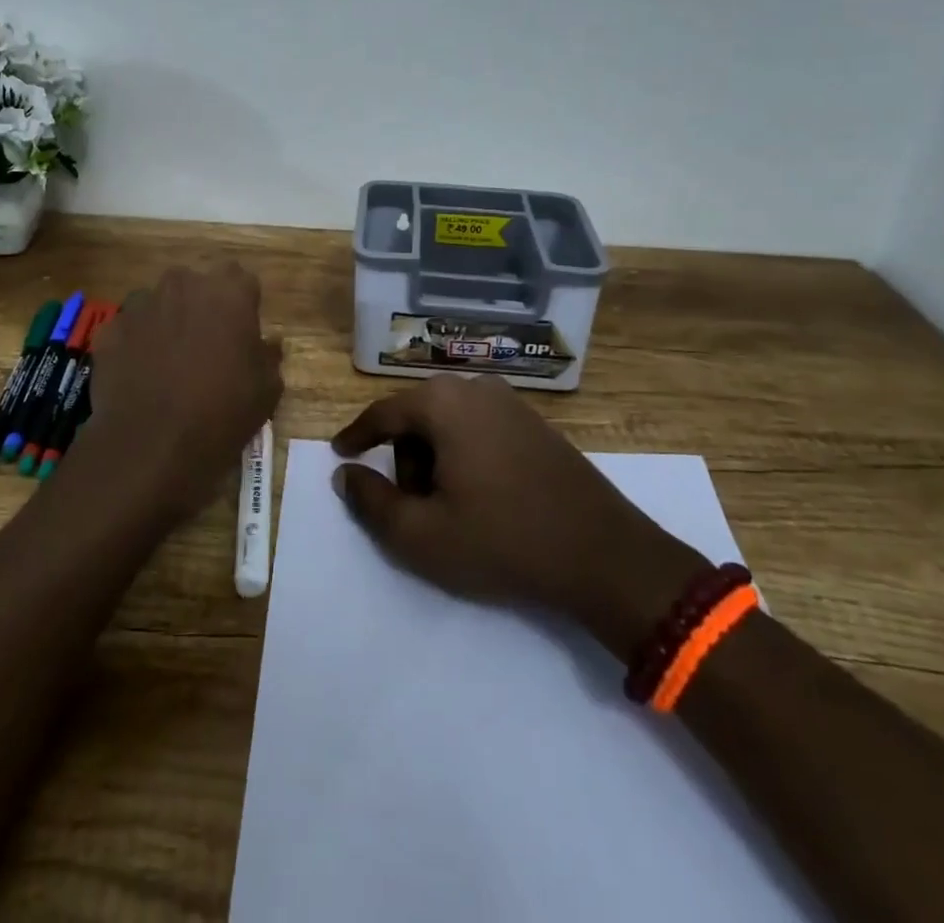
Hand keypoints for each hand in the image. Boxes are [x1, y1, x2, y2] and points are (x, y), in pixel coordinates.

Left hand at [70, 264, 282, 528]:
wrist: (150, 447)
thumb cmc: (221, 413)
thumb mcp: (267, 390)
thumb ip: (268, 356)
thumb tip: (267, 343)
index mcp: (228, 292)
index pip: (241, 279)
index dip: (242, 305)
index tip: (241, 333)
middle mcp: (183, 285)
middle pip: (195, 285)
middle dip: (200, 306)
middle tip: (205, 346)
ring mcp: (141, 305)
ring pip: (158, 303)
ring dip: (166, 321)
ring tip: (168, 362)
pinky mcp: (110, 329)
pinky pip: (129, 329)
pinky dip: (135, 344)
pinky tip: (139, 376)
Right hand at [331, 376, 704, 652]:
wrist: (603, 555)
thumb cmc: (502, 541)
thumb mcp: (421, 534)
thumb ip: (371, 501)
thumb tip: (346, 474)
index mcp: (443, 403)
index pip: (382, 413)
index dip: (356, 436)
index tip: (340, 454)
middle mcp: (475, 388)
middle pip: (416, 417)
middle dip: (404, 459)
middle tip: (413, 506)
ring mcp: (511, 402)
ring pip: (448, 423)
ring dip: (435, 459)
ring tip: (450, 507)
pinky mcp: (536, 422)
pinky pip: (479, 428)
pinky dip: (465, 455)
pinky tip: (481, 496)